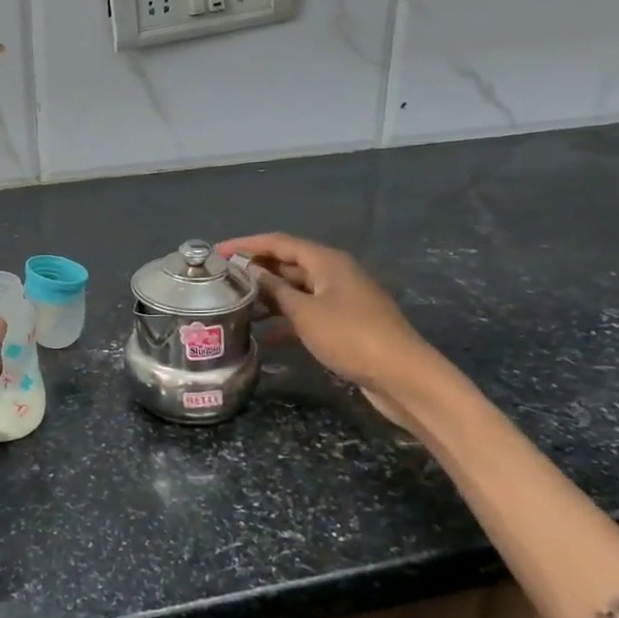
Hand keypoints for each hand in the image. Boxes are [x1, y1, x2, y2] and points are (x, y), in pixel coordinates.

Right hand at [217, 232, 448, 426]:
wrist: (402, 375)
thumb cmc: (350, 336)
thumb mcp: (305, 312)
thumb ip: (275, 290)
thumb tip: (251, 272)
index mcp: (326, 261)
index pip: (278, 242)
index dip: (246, 245)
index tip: (217, 253)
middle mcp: (334, 273)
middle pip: (288, 263)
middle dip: (257, 270)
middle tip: (222, 280)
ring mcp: (341, 298)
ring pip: (297, 289)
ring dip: (269, 297)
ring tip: (237, 307)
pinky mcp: (345, 323)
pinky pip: (308, 312)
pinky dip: (287, 320)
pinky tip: (265, 336)